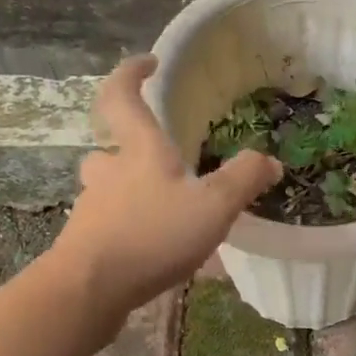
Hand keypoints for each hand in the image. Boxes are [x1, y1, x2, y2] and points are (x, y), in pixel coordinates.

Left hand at [55, 56, 280, 330]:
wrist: (87, 292)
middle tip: (161, 160)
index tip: (149, 63)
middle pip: (110, 148)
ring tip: (169, 212)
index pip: (122, 96)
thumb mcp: (213, 205)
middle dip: (130, 148)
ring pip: (109, 190)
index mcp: (139, 151)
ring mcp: (93, 210)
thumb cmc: (151, 235)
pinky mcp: (86, 245)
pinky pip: (112, 227)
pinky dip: (134, 231)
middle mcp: (109, 173)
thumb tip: (269, 161)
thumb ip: (244, 179)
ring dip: (133, 192)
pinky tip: (160, 255)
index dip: (131, 73)